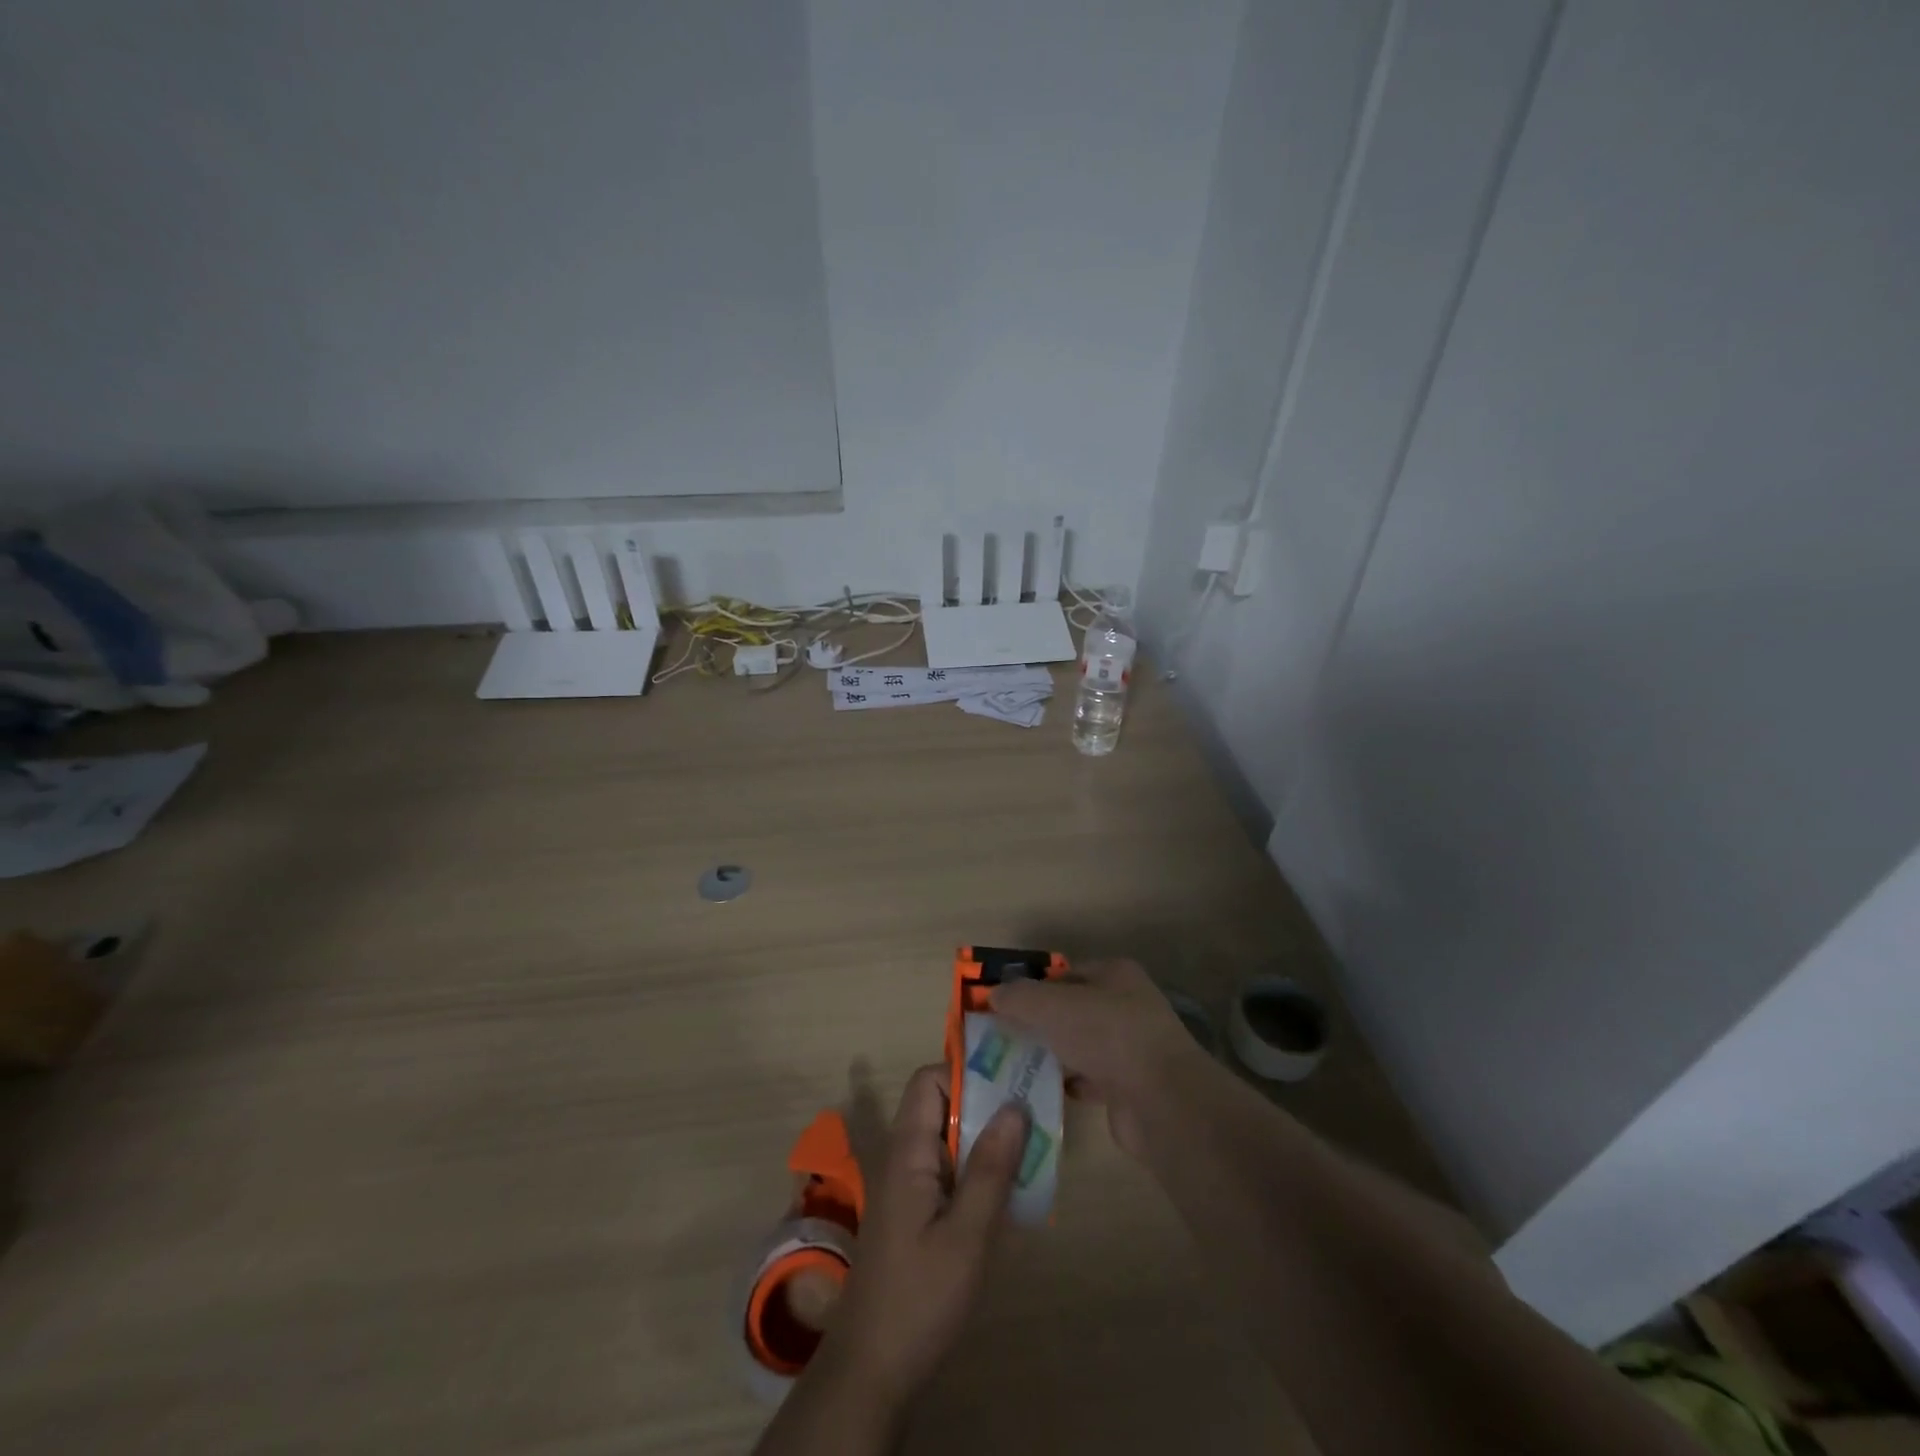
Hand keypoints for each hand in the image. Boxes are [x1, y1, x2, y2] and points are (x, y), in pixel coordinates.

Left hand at [826, 1064, 1026, 1408]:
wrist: (873, 1369)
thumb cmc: (920, 1297)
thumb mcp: (966, 1235)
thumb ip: (990, 1169)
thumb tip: (1015, 1106)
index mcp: (907, 1150)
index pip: (929, 1081)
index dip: (966, 1075)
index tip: (1010, 1085)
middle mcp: (905, 1156)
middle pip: (942, 1105)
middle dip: (987, 1104)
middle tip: (1035, 1116)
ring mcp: (910, 1184)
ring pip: (950, 1138)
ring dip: (988, 1139)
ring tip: (1033, 1148)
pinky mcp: (918, 1211)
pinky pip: (950, 1169)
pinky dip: (979, 1169)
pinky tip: (1012, 1190)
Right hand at [990, 958, 1199, 1158]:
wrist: (1160, 1101)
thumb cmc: (1106, 1035)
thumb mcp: (1051, 1006)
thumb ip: (1018, 997)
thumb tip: (993, 995)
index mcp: (1115, 974)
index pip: (1066, 973)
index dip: (1034, 987)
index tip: (1003, 1006)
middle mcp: (1127, 1005)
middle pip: (1072, 1010)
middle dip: (1040, 1022)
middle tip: (1003, 1036)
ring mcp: (1131, 1047)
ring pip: (1080, 1045)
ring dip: (1053, 1054)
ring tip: (1014, 1065)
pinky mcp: (1130, 1086)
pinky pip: (1090, 1078)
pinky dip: (1068, 1083)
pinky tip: (1041, 1090)